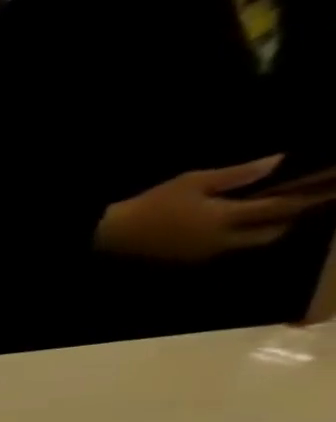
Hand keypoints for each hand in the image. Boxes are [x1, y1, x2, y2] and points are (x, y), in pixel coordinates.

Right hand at [94, 156, 325, 262]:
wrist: (109, 234)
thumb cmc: (151, 204)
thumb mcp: (193, 181)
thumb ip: (237, 174)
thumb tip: (278, 162)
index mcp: (226, 218)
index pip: (280, 208)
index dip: (309, 196)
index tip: (330, 186)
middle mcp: (222, 240)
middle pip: (271, 232)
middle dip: (288, 218)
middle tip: (296, 202)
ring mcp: (205, 253)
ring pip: (250, 243)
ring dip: (264, 230)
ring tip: (265, 215)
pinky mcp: (189, 260)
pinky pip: (226, 249)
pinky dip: (238, 238)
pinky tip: (231, 227)